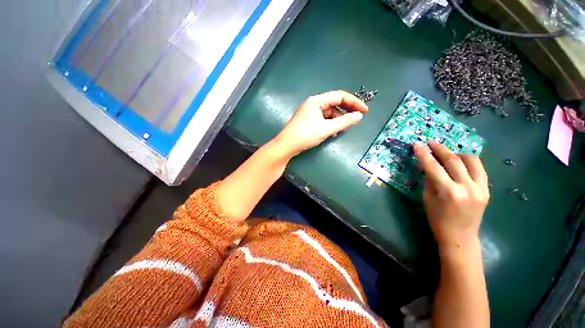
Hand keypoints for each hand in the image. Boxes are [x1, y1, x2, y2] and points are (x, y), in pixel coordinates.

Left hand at [274, 90, 367, 156]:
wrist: (287, 146)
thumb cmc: (306, 135)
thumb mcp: (326, 128)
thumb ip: (344, 122)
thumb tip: (359, 116)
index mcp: (317, 101)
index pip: (339, 96)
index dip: (354, 102)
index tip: (364, 111)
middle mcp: (313, 104)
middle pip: (334, 103)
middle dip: (346, 111)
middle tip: (356, 118)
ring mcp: (309, 112)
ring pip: (328, 113)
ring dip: (337, 119)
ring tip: (342, 129)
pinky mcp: (308, 120)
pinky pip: (323, 119)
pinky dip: (330, 124)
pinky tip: (332, 131)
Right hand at [413, 142, 488, 247]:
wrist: (460, 236)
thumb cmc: (437, 218)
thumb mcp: (427, 198)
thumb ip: (430, 179)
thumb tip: (428, 165)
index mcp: (448, 191)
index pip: (433, 166)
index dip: (423, 153)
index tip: (417, 144)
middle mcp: (466, 187)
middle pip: (453, 160)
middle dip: (440, 148)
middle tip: (430, 142)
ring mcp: (480, 188)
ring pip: (471, 160)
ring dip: (456, 153)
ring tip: (446, 153)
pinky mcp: (487, 190)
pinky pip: (478, 169)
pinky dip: (468, 162)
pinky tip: (460, 162)